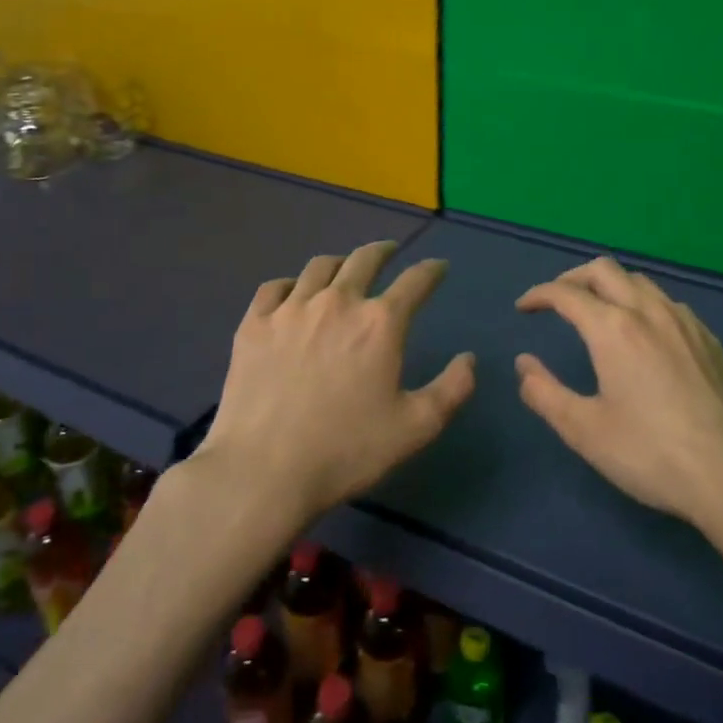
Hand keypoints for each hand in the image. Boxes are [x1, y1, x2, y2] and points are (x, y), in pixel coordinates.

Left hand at [198, 240, 475, 522]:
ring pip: (320, 267)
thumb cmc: (346, 451)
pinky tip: (294, 294)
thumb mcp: (416, 428)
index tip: (439, 268)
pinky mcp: (254, 324)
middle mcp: (338, 302)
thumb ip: (452, 389)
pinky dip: (292, 284)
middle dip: (384, 251)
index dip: (432, 270)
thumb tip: (468, 359)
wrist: (263, 470)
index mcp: (381, 323)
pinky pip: (275, 287)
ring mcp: (291, 309)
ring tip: (345, 269)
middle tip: (390, 252)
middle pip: (365, 259)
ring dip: (340, 263)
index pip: (416, 280)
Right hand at [515, 256, 722, 531]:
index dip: (539, 295)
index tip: (523, 308)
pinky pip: (667, 303)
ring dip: (609, 286)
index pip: (567, 294)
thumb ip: (545, 393)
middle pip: (604, 270)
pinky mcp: (709, 340)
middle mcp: (649, 312)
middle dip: (573, 277)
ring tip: (597, 313)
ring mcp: (685, 322)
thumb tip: (524, 364)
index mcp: (614, 329)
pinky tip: (644, 334)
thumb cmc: (650, 454)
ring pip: (640, 281)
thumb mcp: (584, 431)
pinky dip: (642, 303)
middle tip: (556, 301)